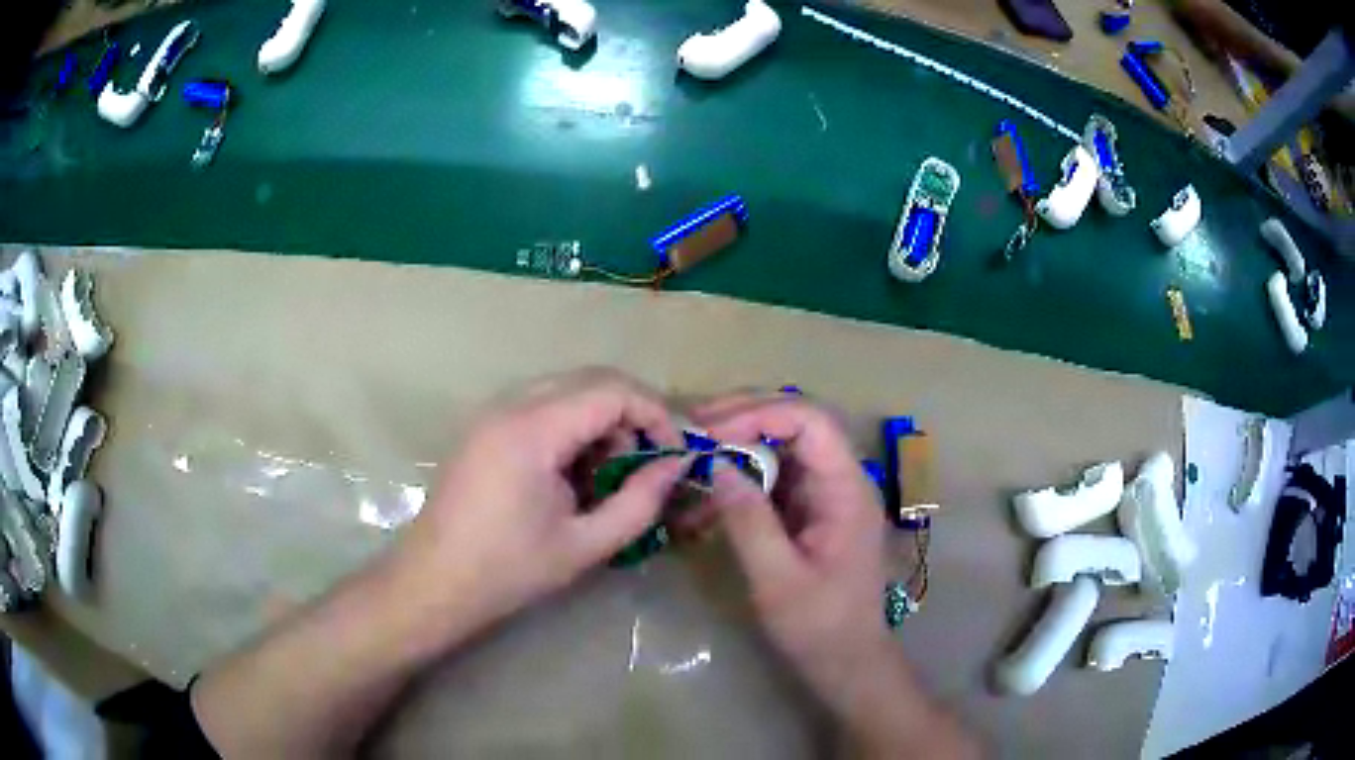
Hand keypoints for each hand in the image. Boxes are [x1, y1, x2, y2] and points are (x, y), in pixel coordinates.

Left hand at [393, 369, 689, 644]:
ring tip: (608, 474)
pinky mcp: (484, 426)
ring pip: (566, 389)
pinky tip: (572, 472)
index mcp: (532, 431)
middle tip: (645, 464)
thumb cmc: (508, 571)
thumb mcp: (584, 544)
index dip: (655, 414)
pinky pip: (542, 405)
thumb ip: (639, 501)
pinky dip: (572, 426)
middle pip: (590, 379)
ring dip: (601, 419)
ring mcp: (492, 412)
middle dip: (630, 414)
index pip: (611, 390)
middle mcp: (509, 405)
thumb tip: (676, 465)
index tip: (675, 454)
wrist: (434, 582)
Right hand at [693, 396, 891, 701]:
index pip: (810, 422)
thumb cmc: (819, 626)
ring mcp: (825, 495)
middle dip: (744, 418)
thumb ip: (749, 521)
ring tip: (692, 453)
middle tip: (693, 428)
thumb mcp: (778, 580)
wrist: (846, 661)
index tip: (710, 434)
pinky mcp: (808, 511)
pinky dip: (739, 480)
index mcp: (847, 490)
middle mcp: (840, 480)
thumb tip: (717, 465)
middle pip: (796, 422)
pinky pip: (773, 478)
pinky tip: (706, 499)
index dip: (759, 414)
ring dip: (737, 445)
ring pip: (782, 446)